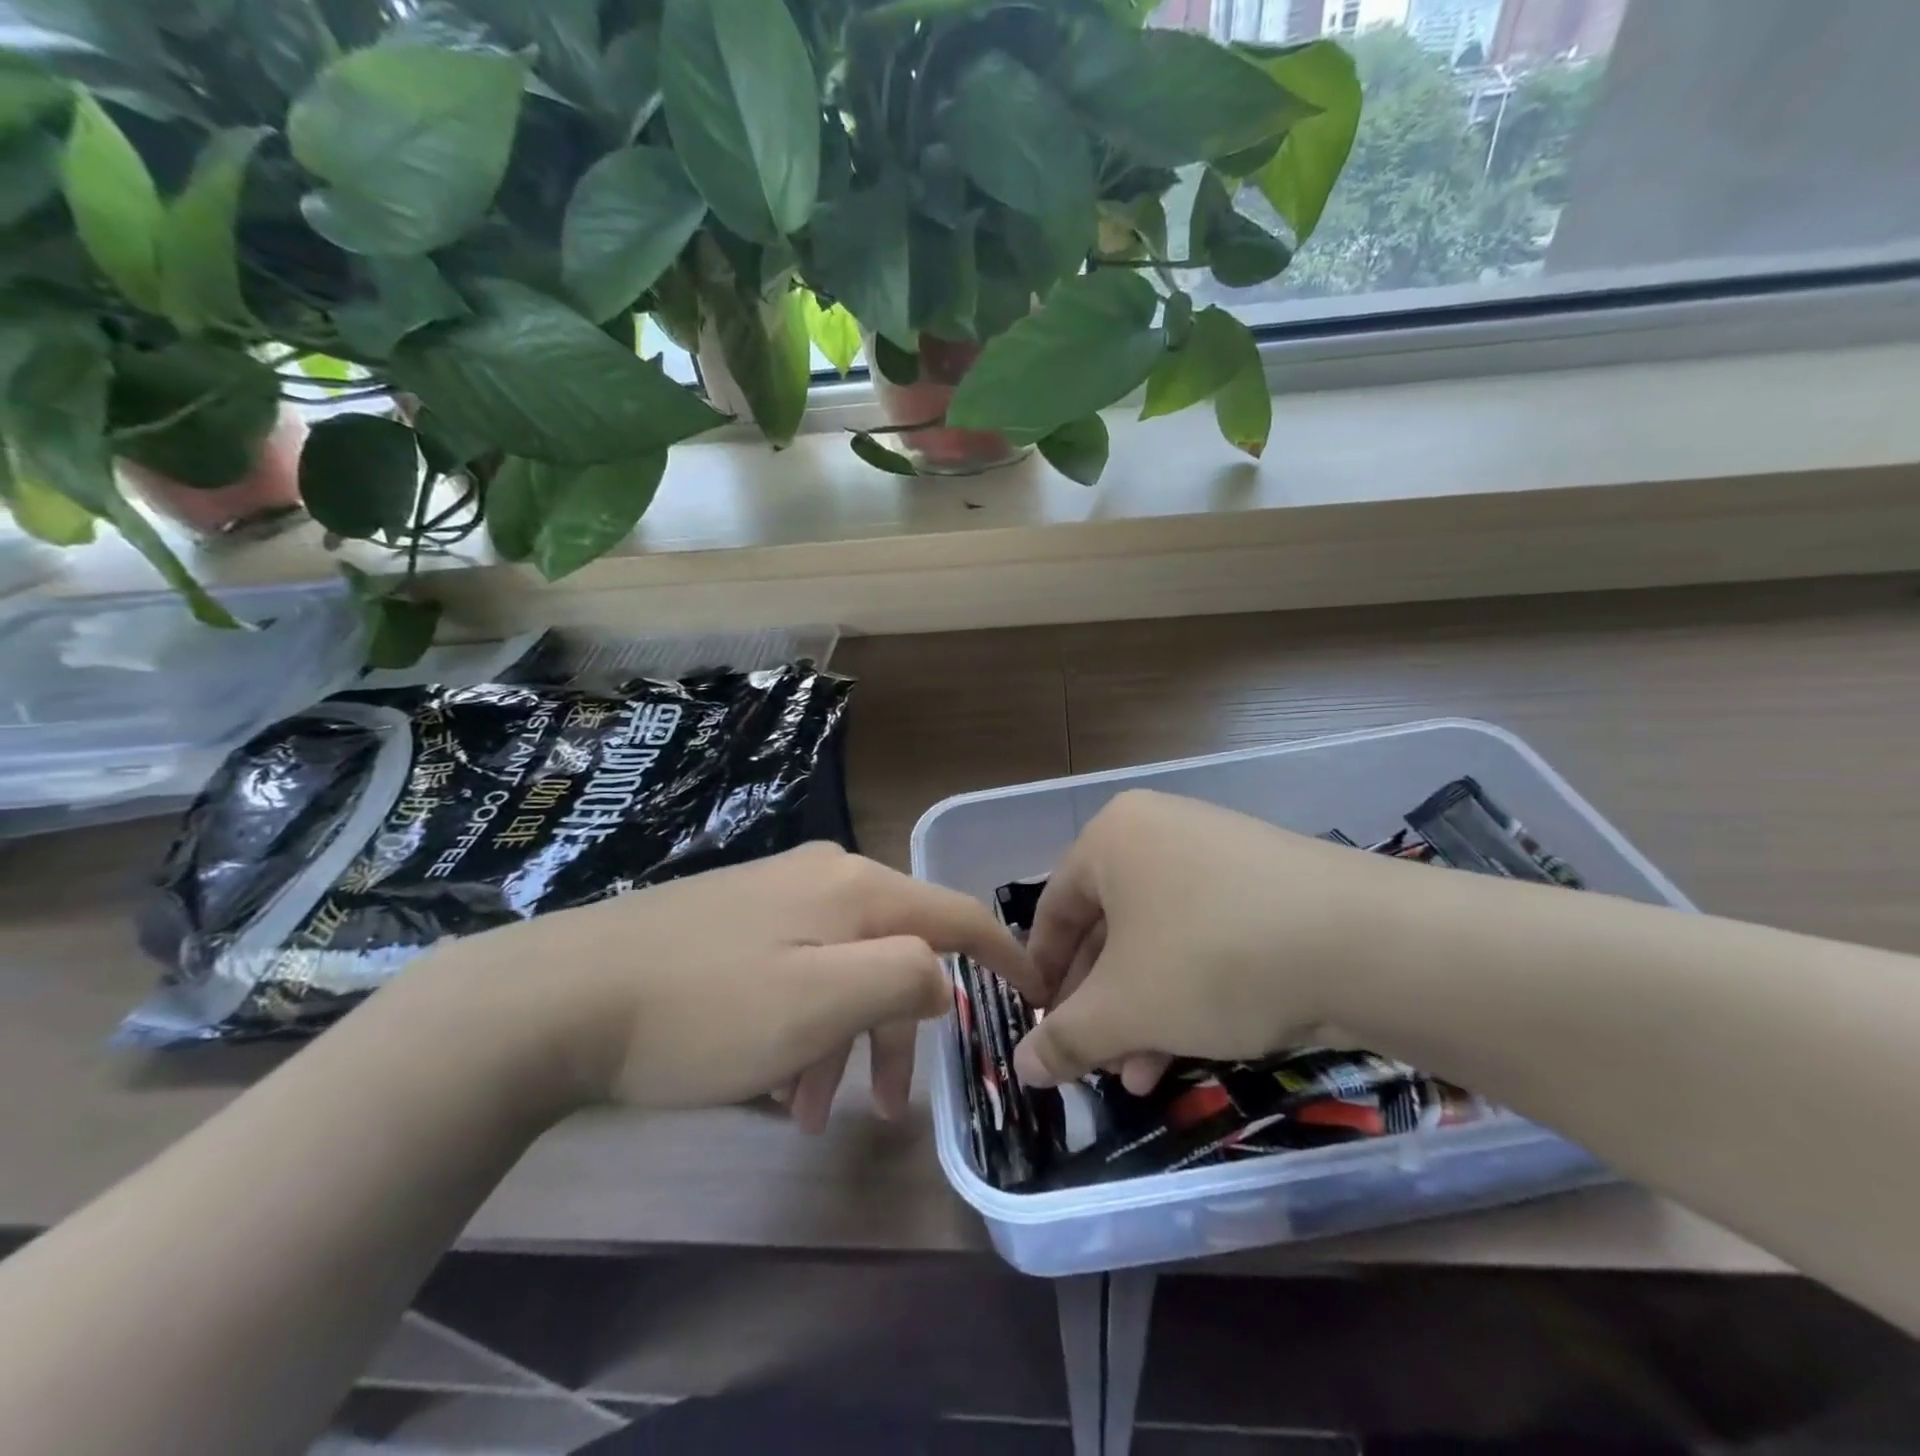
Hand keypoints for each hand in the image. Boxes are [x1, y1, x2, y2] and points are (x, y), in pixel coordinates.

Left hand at [424, 843, 1031, 1130]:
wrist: (560, 996)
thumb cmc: (706, 1009)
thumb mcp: (821, 1001)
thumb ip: (902, 978)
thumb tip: (941, 977)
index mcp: (855, 889)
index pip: (955, 913)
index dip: (1003, 953)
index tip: (1037, 993)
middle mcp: (822, 879)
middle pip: (895, 950)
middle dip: (903, 1028)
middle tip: (895, 1106)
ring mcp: (773, 898)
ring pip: (841, 971)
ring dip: (845, 1041)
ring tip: (815, 1114)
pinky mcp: (733, 925)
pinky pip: (796, 975)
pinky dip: (803, 1029)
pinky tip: (773, 1084)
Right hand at [1012, 790, 1419, 1089]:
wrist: (1365, 943)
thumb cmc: (1211, 959)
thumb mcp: (1125, 1008)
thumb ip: (1065, 1039)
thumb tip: (1020, 1068)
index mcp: (1111, 837)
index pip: (1054, 911)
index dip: (1043, 977)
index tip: (1041, 1030)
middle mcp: (1160, 831)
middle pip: (1108, 928)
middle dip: (1101, 1005)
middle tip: (1096, 1062)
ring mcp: (1218, 852)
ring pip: (1158, 940)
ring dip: (1143, 1010)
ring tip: (1142, 1075)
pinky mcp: (1266, 881)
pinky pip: (1205, 934)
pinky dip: (1189, 989)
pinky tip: (1194, 1045)